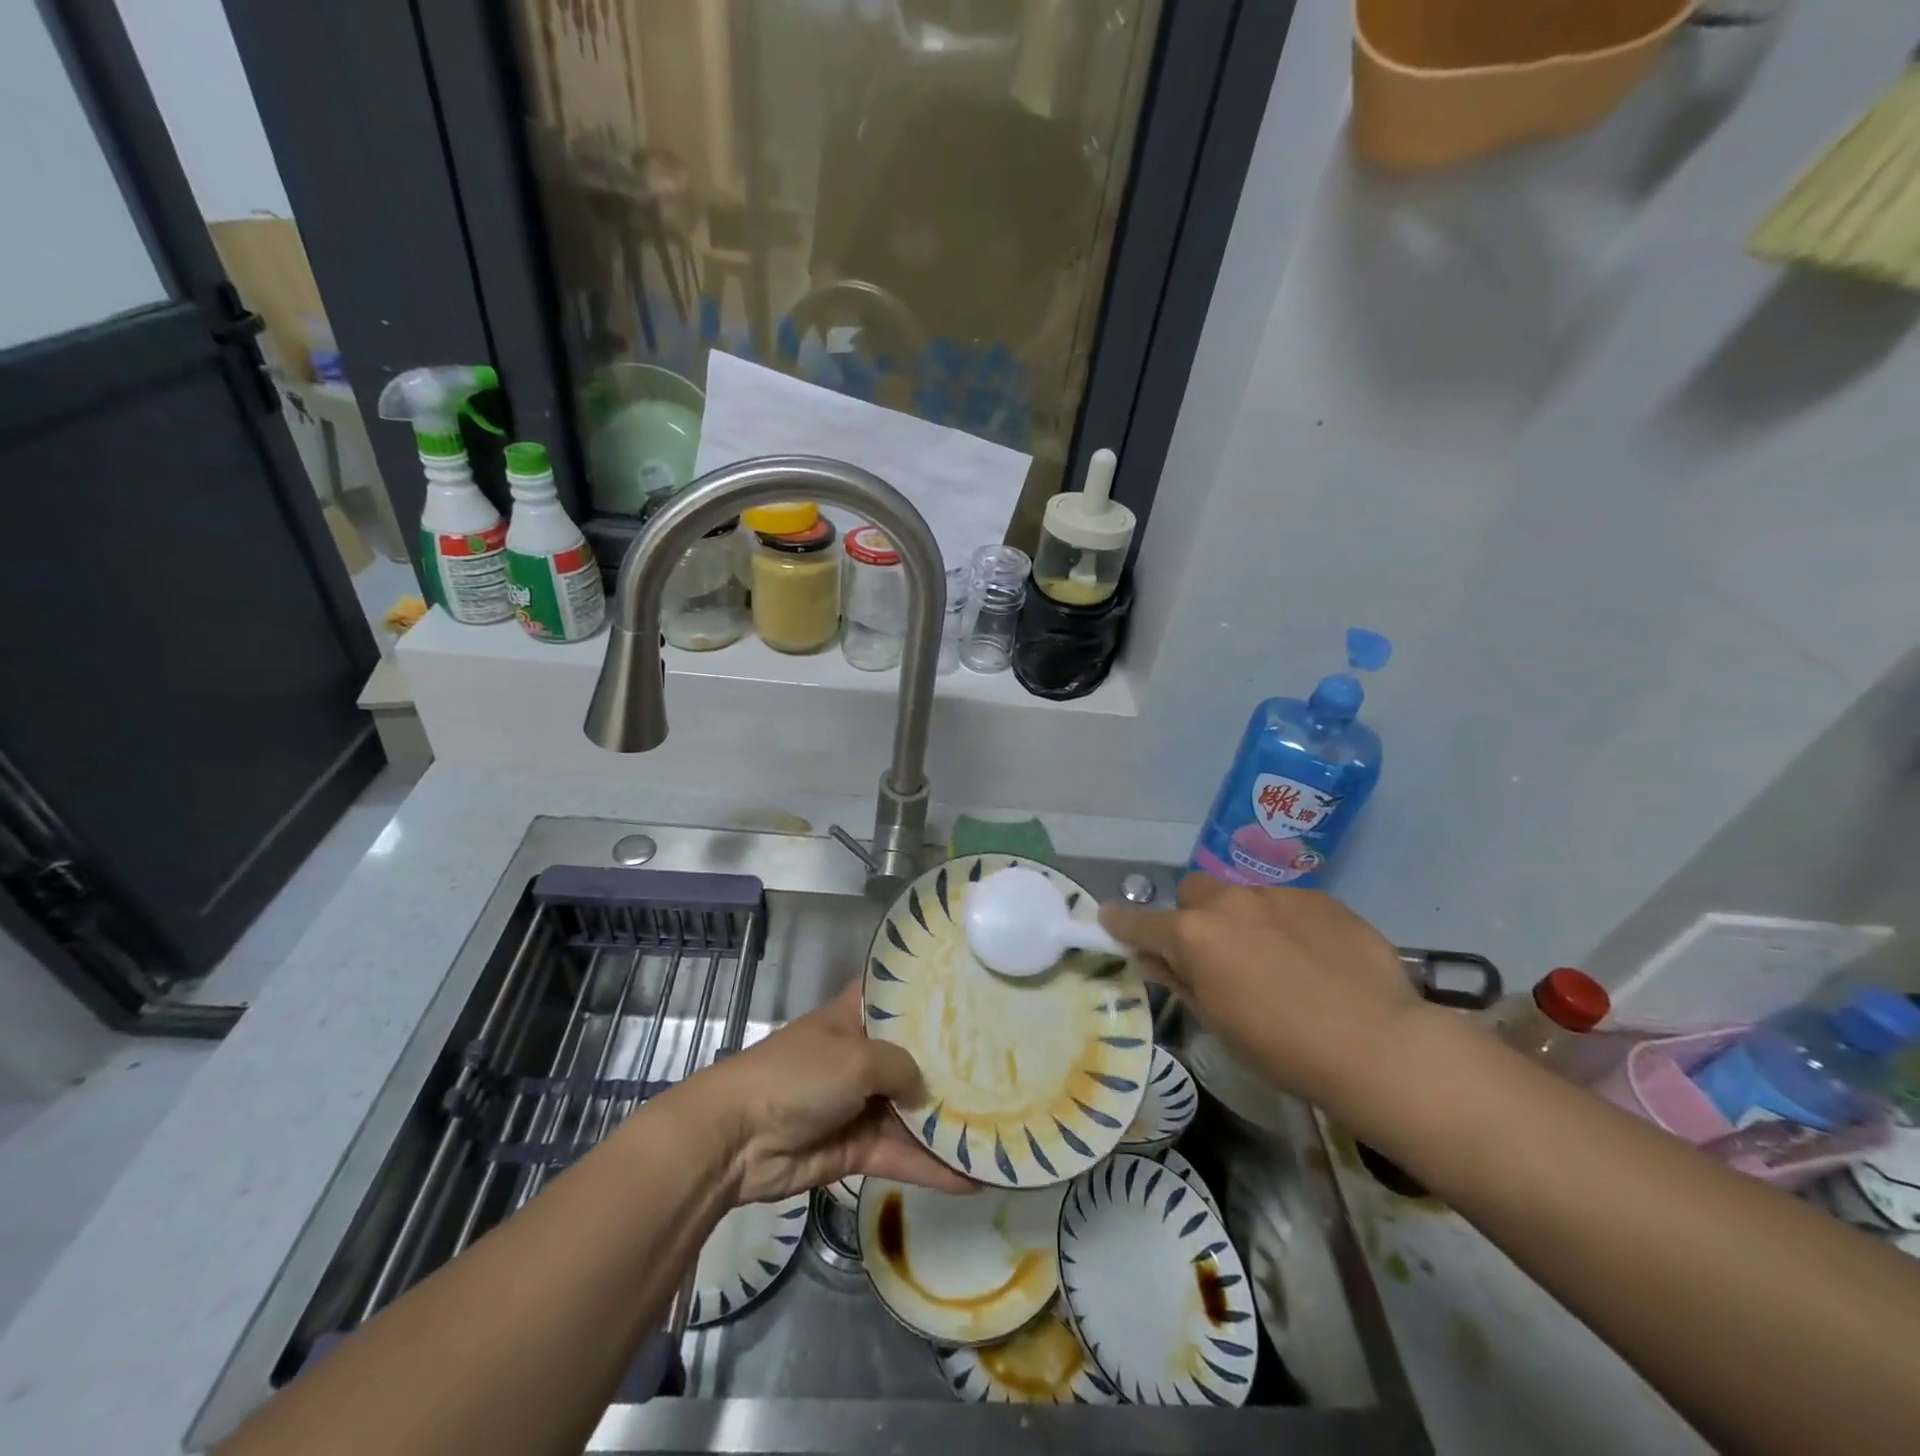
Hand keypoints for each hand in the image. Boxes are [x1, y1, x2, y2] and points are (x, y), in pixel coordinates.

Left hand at [697, 982, 975, 1205]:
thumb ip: (902, 1066)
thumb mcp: (856, 1057)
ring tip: (1002, 1130)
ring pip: (914, 1111)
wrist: (738, 1140)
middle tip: (1010, 1066)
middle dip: (954, 1064)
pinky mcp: (858, 1148)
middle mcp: (864, 1054)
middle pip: (917, 1056)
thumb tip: (927, 1090)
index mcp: (857, 1016)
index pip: (900, 996)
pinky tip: (974, 1179)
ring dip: (949, 1123)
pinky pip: (903, 1154)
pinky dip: (932, 1168)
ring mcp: (862, 1102)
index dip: (933, 995)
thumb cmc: (797, 1075)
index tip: (978, 994)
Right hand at [1100, 875, 1424, 1110]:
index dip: (1121, 923)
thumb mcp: (1219, 1024)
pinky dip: (1283, 921)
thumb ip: (1178, 981)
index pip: (1139, 921)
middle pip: (1193, 893)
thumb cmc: (1285, 1049)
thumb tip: (1150, 959)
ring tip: (1272, 955)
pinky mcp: (1318, 896)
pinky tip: (1312, 956)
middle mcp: (1228, 901)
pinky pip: (1284, 901)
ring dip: (1240, 916)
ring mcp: (1276, 893)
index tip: (1110, 922)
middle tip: (1214, 953)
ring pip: (1240, 893)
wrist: (1380, 1045)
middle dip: (1193, 916)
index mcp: (1194, 935)